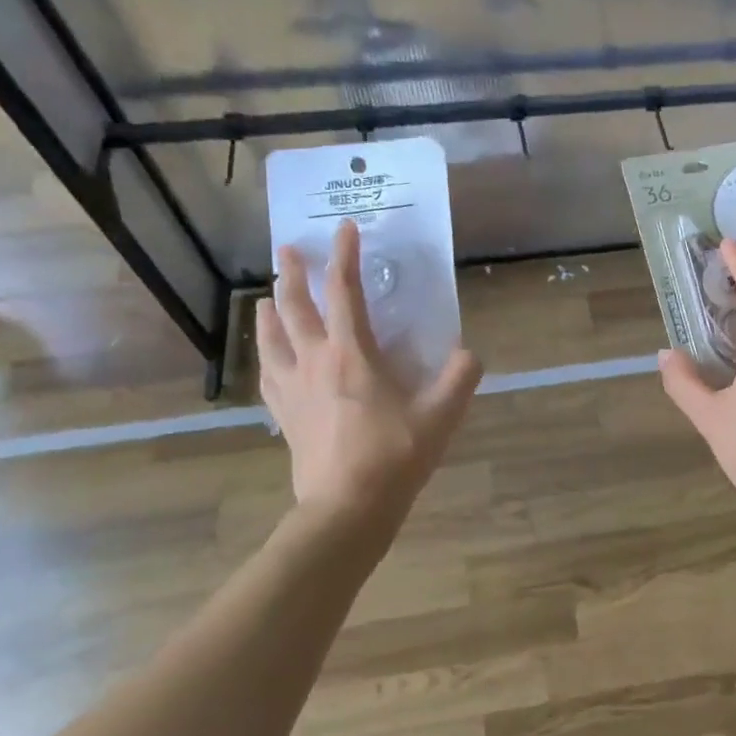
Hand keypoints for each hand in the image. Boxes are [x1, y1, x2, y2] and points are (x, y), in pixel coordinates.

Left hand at [258, 220, 482, 518]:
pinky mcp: (284, 415)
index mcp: (352, 354)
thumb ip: (460, 378)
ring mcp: (292, 389)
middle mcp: (314, 361)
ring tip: (267, 297)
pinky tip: (267, 358)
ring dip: (269, 310)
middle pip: (294, 306)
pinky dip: (265, 356)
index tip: (345, 228)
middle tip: (289, 249)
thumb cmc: (394, 455)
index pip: (344, 291)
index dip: (345, 255)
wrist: (347, 508)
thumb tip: (470, 355)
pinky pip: (267, 375)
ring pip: (271, 338)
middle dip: (292, 273)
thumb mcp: (441, 415)